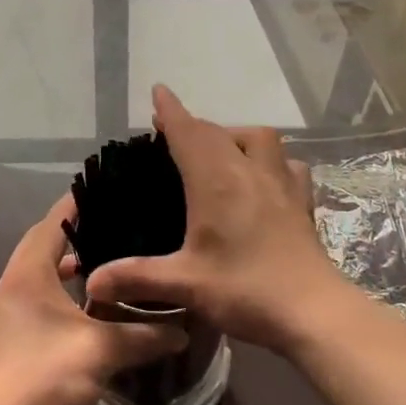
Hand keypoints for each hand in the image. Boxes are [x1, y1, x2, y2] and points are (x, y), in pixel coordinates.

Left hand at [0, 194, 184, 404]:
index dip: (79, 203)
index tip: (107, 189)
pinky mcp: (9, 336)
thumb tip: (183, 330)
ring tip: (106, 265)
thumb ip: (143, 335)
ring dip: (68, 266)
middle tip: (114, 225)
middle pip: (43, 243)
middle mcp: (12, 283)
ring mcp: (7, 311)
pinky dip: (61, 292)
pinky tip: (88, 309)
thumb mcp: (101, 351)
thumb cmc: (44, 375)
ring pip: (39, 273)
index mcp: (28, 272)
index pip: (53, 221)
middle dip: (76, 233)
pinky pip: (37, 296)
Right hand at [84, 85, 358, 353]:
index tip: (158, 92)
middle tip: (172, 132)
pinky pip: (286, 163)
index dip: (171, 111)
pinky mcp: (300, 201)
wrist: (314, 312)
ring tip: (220, 150)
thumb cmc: (245, 290)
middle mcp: (247, 170)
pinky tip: (265, 176)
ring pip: (257, 138)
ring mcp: (279, 183)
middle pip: (217, 132)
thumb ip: (136, 278)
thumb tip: (91, 283)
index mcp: (215, 180)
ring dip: (234, 135)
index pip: (188, 132)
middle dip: (192, 125)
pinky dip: (271, 159)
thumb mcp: (185, 284)